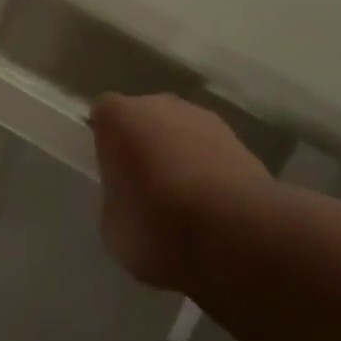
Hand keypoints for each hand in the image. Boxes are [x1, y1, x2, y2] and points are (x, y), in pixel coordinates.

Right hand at [91, 94, 271, 292]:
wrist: (237, 236)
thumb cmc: (160, 229)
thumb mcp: (113, 228)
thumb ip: (115, 196)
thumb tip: (128, 193)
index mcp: (120, 117)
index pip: (103, 114)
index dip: (105, 142)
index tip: (111, 173)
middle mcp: (159, 103)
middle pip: (143, 117)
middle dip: (142, 144)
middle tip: (145, 188)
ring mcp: (201, 116)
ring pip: (178, 130)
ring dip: (177, 153)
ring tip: (184, 201)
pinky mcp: (236, 137)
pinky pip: (208, 148)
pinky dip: (206, 167)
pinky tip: (212, 205)